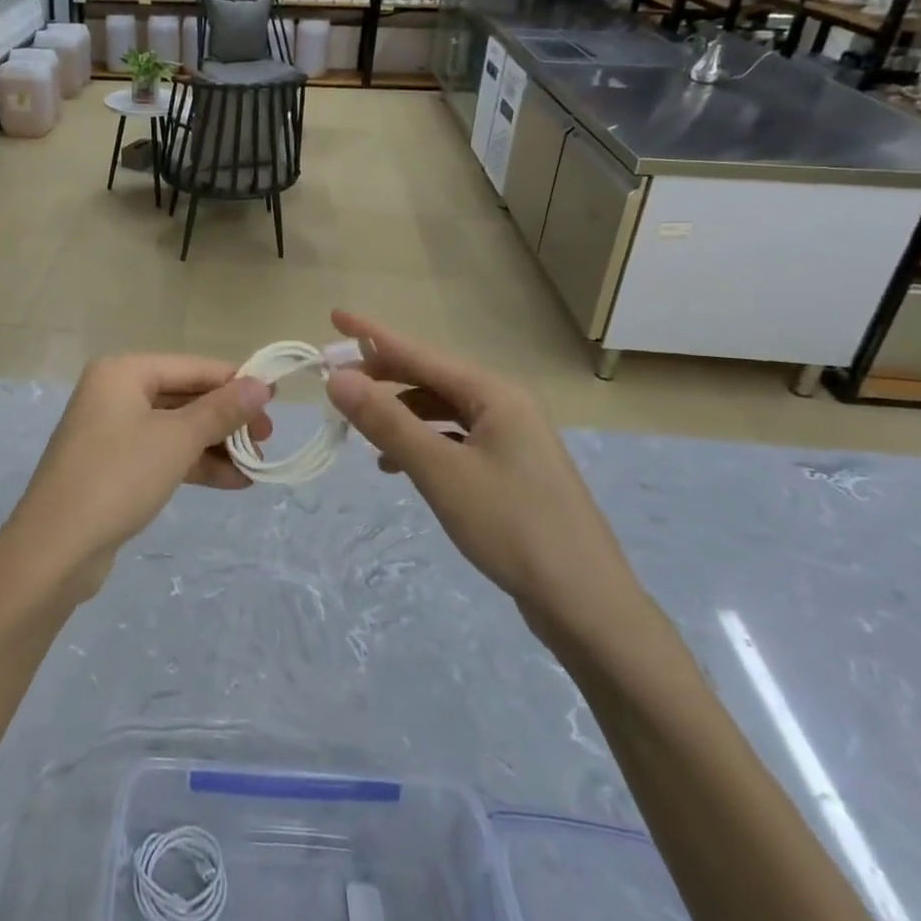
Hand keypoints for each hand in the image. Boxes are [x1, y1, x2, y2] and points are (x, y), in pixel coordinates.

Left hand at [0, 355, 270, 602]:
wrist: (56, 548)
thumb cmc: (118, 477)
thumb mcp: (177, 440)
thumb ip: (221, 411)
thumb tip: (261, 385)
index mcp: (123, 372)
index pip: (192, 367)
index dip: (235, 381)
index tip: (276, 400)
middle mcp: (115, 392)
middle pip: (184, 396)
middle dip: (227, 419)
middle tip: (267, 440)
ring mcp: (112, 431)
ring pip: (176, 428)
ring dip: (216, 445)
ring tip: (257, 466)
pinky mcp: (113, 465)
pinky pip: (162, 453)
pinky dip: (194, 464)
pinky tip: (232, 482)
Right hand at [321, 311, 637, 640]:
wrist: (585, 603)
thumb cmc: (513, 527)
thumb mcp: (440, 472)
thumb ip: (387, 421)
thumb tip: (337, 378)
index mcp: (493, 393)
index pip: (419, 351)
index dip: (372, 334)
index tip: (334, 316)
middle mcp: (504, 404)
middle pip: (430, 377)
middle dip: (381, 377)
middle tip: (334, 384)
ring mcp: (510, 437)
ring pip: (440, 410)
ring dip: (398, 414)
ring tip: (360, 431)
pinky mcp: (509, 468)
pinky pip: (453, 438)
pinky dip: (421, 442)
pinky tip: (396, 465)